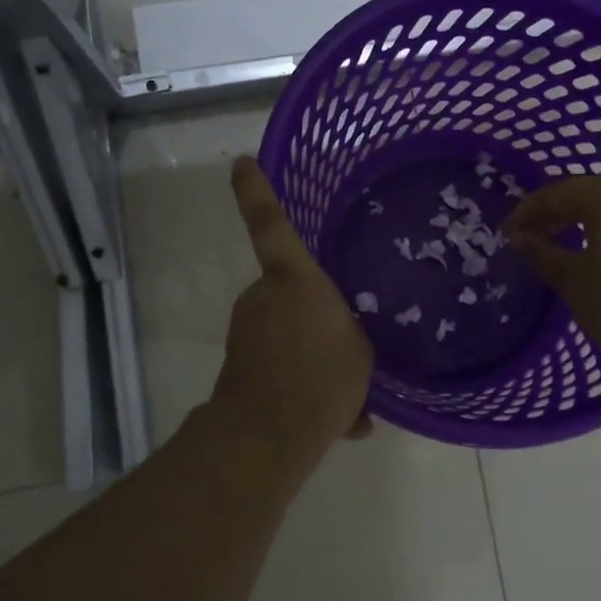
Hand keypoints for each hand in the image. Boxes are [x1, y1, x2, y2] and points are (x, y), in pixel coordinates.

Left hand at [205, 156, 373, 476]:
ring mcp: (247, 330)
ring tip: (348, 394)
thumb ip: (354, 335)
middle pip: (295, 291)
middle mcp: (264, 297)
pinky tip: (335, 418)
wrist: (267, 437)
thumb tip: (349, 342)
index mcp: (295, 280)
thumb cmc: (322, 379)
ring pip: (291, 333)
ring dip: (316, 356)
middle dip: (320, 315)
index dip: (257, 191)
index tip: (242, 162)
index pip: (271, 224)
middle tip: (349, 347)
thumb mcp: (361, 351)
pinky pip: (282, 363)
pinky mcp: (240, 363)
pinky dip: (304, 383)